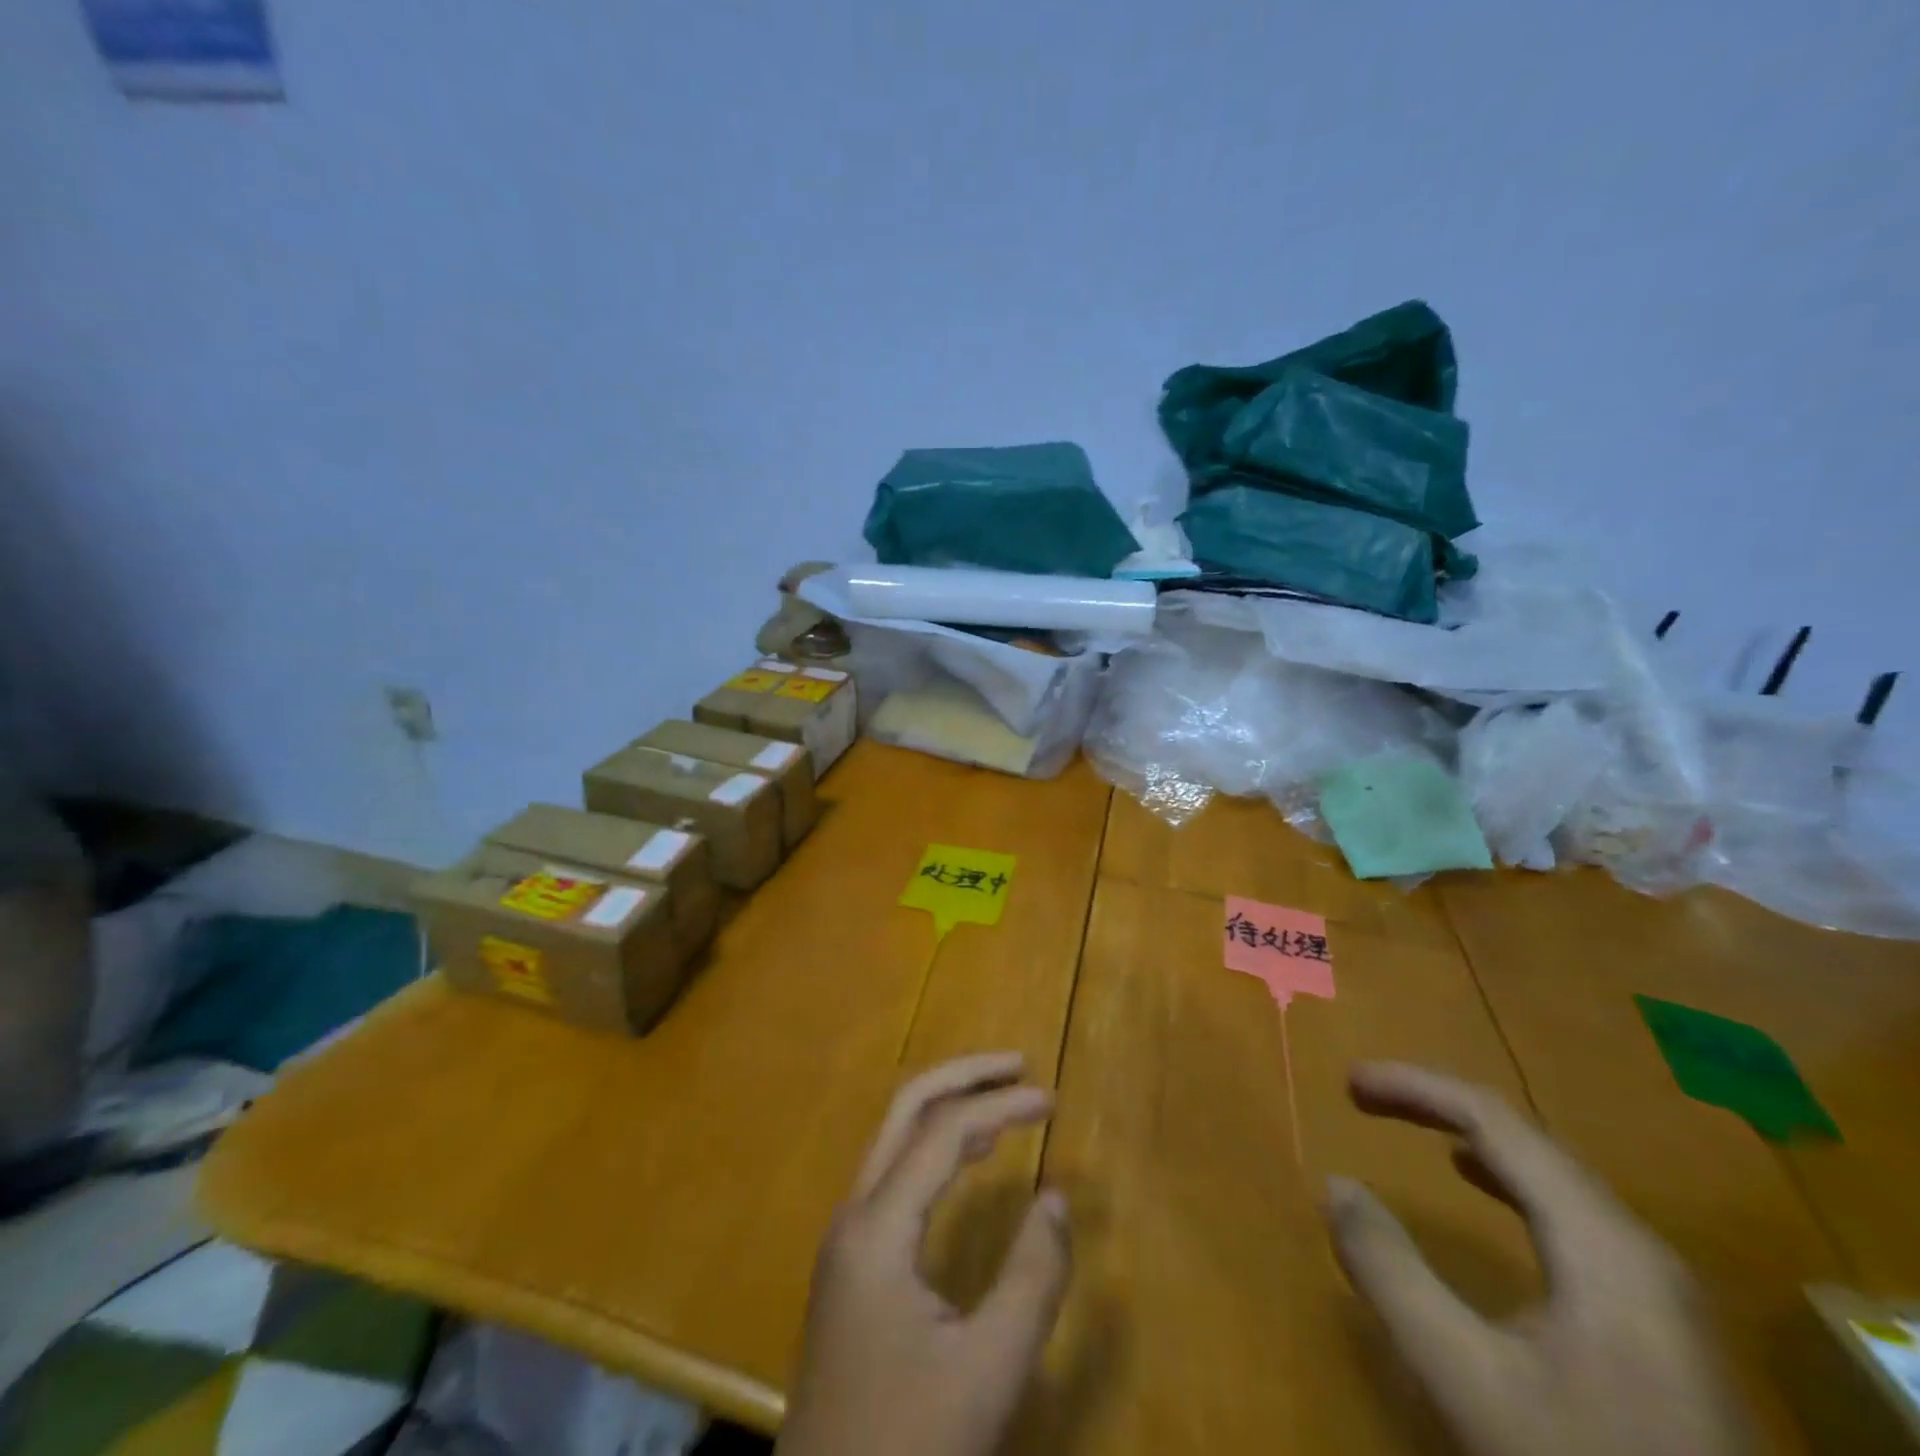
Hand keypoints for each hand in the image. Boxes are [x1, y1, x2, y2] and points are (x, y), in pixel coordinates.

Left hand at [777, 1053, 1071, 1455]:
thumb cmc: (909, 1442)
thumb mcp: (988, 1371)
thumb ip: (1031, 1280)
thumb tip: (1058, 1197)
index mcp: (877, 1227)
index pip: (943, 1132)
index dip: (1000, 1105)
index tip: (1052, 1100)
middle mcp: (854, 1213)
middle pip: (904, 1109)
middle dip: (962, 1076)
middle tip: (1017, 1066)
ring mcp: (847, 1235)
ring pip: (895, 1136)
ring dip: (947, 1105)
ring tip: (1003, 1099)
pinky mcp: (852, 1259)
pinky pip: (894, 1172)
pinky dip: (934, 1144)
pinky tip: (966, 1156)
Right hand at [1326, 1063, 1754, 1455]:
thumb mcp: (1466, 1379)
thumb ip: (1392, 1274)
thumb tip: (1336, 1184)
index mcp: (1601, 1242)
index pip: (1495, 1120)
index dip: (1415, 1087)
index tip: (1348, 1082)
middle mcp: (1636, 1244)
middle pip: (1526, 1136)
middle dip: (1437, 1103)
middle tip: (1364, 1096)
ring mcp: (1655, 1284)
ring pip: (1549, 1171)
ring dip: (1470, 1134)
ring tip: (1411, 1123)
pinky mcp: (1655, 1319)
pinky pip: (1565, 1208)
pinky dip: (1504, 1175)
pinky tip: (1480, 1182)